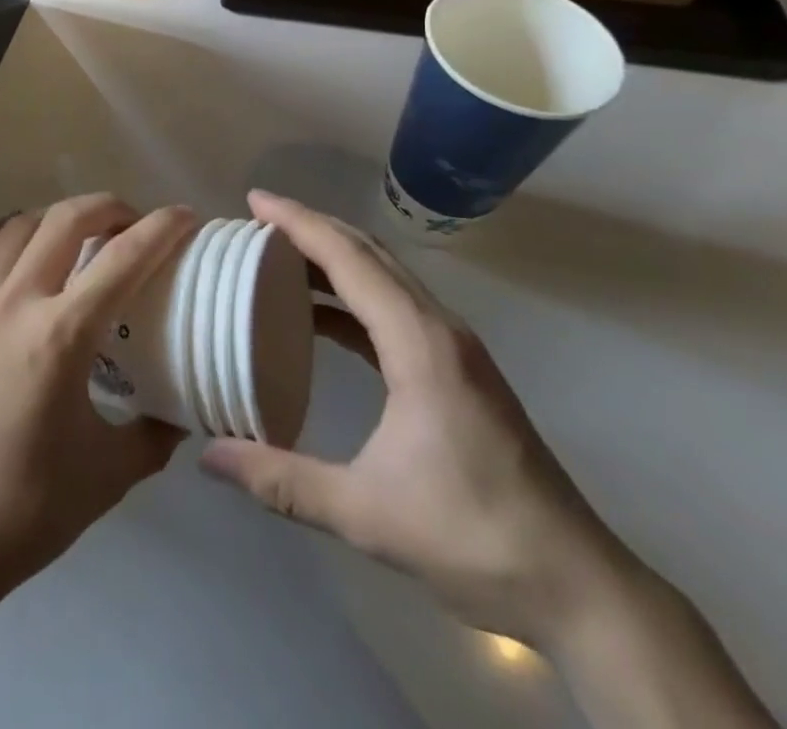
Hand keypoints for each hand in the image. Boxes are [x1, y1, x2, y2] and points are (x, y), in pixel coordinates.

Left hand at [0, 195, 195, 609]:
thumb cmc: (27, 508)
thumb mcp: (110, 475)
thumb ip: (154, 435)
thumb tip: (180, 412)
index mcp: (61, 335)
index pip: (122, 260)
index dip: (161, 229)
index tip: (185, 215)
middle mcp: (16, 302)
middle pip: (65, 220)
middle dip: (108, 207)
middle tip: (133, 223)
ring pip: (18, 225)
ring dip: (56, 216)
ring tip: (80, 233)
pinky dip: (4, 234)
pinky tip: (18, 250)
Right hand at [200, 190, 622, 646]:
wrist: (578, 586)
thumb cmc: (472, 537)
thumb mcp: (364, 513)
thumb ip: (281, 480)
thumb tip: (208, 455)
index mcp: (419, 342)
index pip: (349, 258)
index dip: (298, 222)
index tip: (254, 201)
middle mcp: (438, 328)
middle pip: (368, 253)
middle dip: (312, 228)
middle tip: (257, 221)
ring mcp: (454, 347)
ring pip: (385, 276)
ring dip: (333, 258)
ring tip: (279, 258)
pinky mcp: (458, 369)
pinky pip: (395, 308)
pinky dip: (353, 295)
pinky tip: (321, 318)